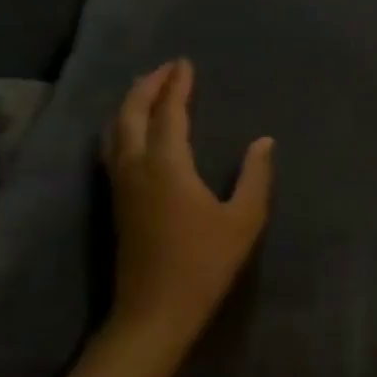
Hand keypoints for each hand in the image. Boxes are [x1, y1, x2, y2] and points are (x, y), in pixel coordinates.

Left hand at [102, 59, 272, 348]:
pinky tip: (135, 131)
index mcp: (167, 167)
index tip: (185, 64)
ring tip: (148, 91)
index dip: (176, 87)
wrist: (155, 311)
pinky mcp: (117, 203)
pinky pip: (113, 149)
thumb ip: (255, 176)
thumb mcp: (244, 219)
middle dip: (146, 87)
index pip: (167, 114)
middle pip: (130, 115)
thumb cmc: (204, 262)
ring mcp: (121, 186)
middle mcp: (136, 168)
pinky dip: (124, 127)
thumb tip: (263, 141)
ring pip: (115, 132)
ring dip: (130, 105)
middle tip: (166, 69)